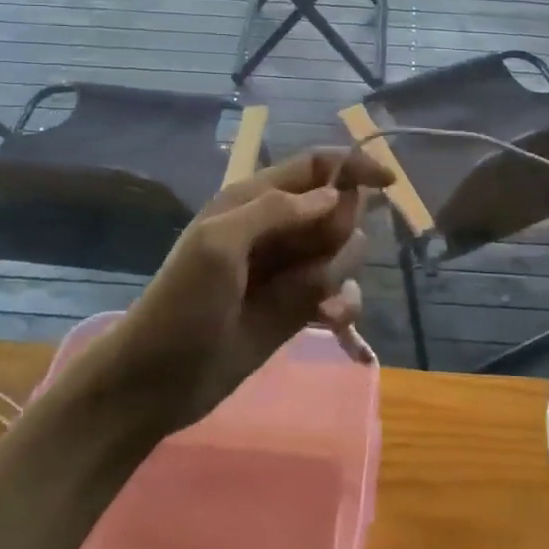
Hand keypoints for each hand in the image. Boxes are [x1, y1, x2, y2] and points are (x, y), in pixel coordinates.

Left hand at [98, 148, 391, 430]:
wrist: (158, 381)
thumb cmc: (182, 304)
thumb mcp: (218, 244)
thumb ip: (276, 211)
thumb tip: (333, 195)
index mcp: (254, 200)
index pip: (315, 167)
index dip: (353, 167)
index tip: (389, 183)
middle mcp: (277, 228)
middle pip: (337, 209)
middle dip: (337, 232)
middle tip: (307, 259)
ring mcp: (289, 270)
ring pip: (344, 252)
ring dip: (337, 272)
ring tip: (308, 298)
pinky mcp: (299, 309)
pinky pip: (340, 292)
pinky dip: (342, 303)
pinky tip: (329, 319)